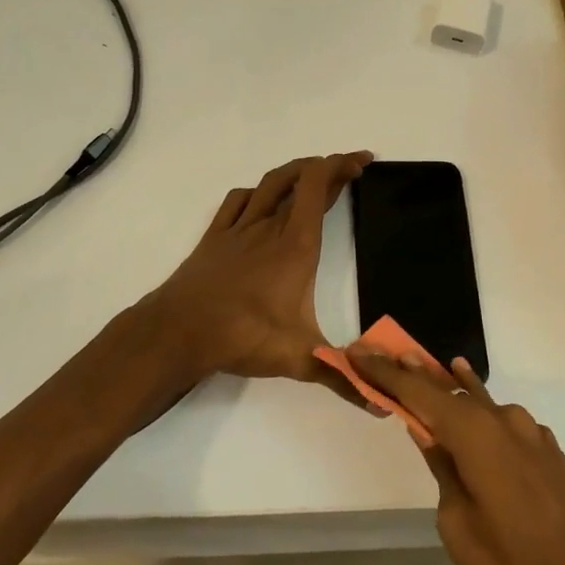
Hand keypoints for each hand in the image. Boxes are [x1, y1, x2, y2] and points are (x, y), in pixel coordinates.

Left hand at [133, 153, 371, 405]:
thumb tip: (385, 403)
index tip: (364, 161)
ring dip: (294, 173)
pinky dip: (256, 191)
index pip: (320, 186)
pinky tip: (260, 200)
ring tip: (312, 176)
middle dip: (328, 167)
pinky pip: (237, 200)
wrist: (179, 331)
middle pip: (300, 178)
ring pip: (270, 183)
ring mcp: (239, 228)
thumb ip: (343, 376)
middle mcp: (270, 225)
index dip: (342, 165)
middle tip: (350, 168)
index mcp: (297, 244)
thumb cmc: (244, 336)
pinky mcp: (215, 237)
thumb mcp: (300, 358)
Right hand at [350, 352, 564, 564]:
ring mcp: (532, 434)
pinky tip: (473, 404)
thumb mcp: (459, 527)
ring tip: (425, 369)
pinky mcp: (549, 452)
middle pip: (451, 390)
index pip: (420, 392)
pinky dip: (481, 412)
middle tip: (385, 355)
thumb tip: (432, 436)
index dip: (386, 372)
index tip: (359, 353)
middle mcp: (506, 421)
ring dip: (451, 390)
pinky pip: (504, 422)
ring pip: (481, 403)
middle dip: (416, 375)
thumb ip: (443, 471)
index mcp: (478, 435)